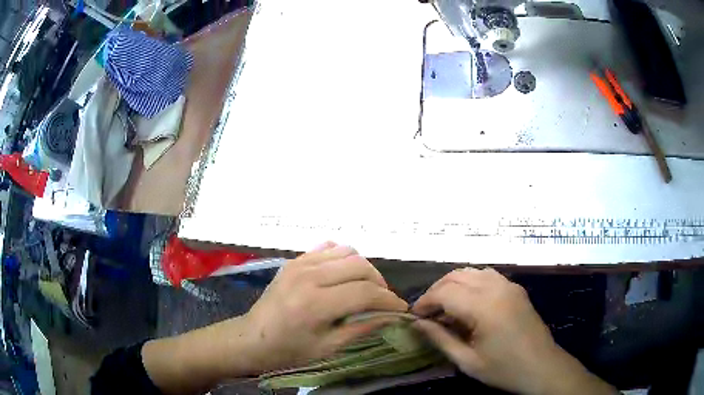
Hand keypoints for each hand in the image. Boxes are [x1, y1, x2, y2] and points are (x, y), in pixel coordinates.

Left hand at [143, 242, 406, 393]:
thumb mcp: (327, 347)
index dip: (389, 300)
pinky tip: (343, 275)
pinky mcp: (294, 260)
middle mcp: (308, 276)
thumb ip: (361, 328)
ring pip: (347, 252)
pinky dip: (343, 258)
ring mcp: (299, 264)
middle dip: (380, 283)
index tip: (401, 309)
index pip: (365, 292)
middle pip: (360, 267)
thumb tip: (391, 316)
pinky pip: (328, 248)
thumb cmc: (288, 350)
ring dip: (363, 269)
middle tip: (383, 300)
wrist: (251, 338)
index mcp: (316, 304)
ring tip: (365, 287)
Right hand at [412, 268, 615, 394]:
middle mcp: (497, 288)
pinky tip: (468, 301)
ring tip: (444, 306)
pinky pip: (488, 276)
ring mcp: (509, 285)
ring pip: (472, 271)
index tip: (414, 316)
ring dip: (453, 284)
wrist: (542, 367)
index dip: (425, 302)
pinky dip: (471, 282)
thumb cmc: (504, 369)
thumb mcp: (468, 361)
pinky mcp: (516, 288)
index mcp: (485, 307)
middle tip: (426, 312)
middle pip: (457, 276)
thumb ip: (441, 339)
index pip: (445, 292)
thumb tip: (418, 324)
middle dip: (436, 290)